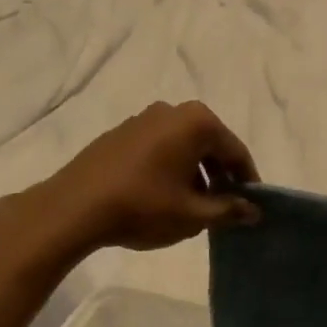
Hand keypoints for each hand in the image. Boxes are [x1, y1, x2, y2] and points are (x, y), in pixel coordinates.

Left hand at [33, 101, 259, 254]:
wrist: (72, 208)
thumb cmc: (143, 206)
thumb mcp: (193, 215)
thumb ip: (229, 210)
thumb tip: (253, 210)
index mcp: (197, 122)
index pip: (235, 151)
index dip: (247, 181)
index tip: (252, 206)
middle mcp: (172, 111)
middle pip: (209, 144)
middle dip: (220, 176)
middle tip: (224, 207)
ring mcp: (143, 119)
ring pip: (183, 146)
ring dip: (195, 173)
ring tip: (193, 207)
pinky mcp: (120, 133)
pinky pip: (159, 147)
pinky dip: (170, 168)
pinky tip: (163, 197)